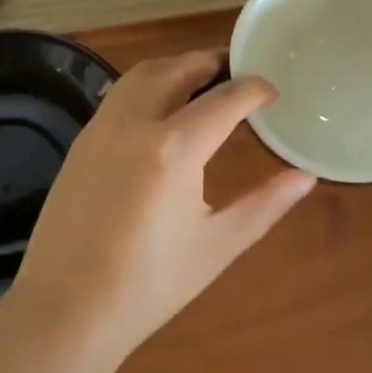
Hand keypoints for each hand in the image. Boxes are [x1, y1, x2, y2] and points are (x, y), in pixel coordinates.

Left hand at [8, 52, 315, 362]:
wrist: (65, 310)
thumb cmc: (149, 285)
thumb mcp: (217, 246)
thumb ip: (265, 205)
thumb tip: (305, 177)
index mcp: (175, 148)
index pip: (224, 98)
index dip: (254, 89)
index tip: (272, 92)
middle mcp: (136, 121)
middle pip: (180, 69)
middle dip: (214, 62)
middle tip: (241, 74)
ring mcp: (103, 125)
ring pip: (145, 72)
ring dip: (178, 66)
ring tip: (205, 81)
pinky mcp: (83, 137)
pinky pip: (122, 91)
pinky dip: (150, 83)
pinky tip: (163, 108)